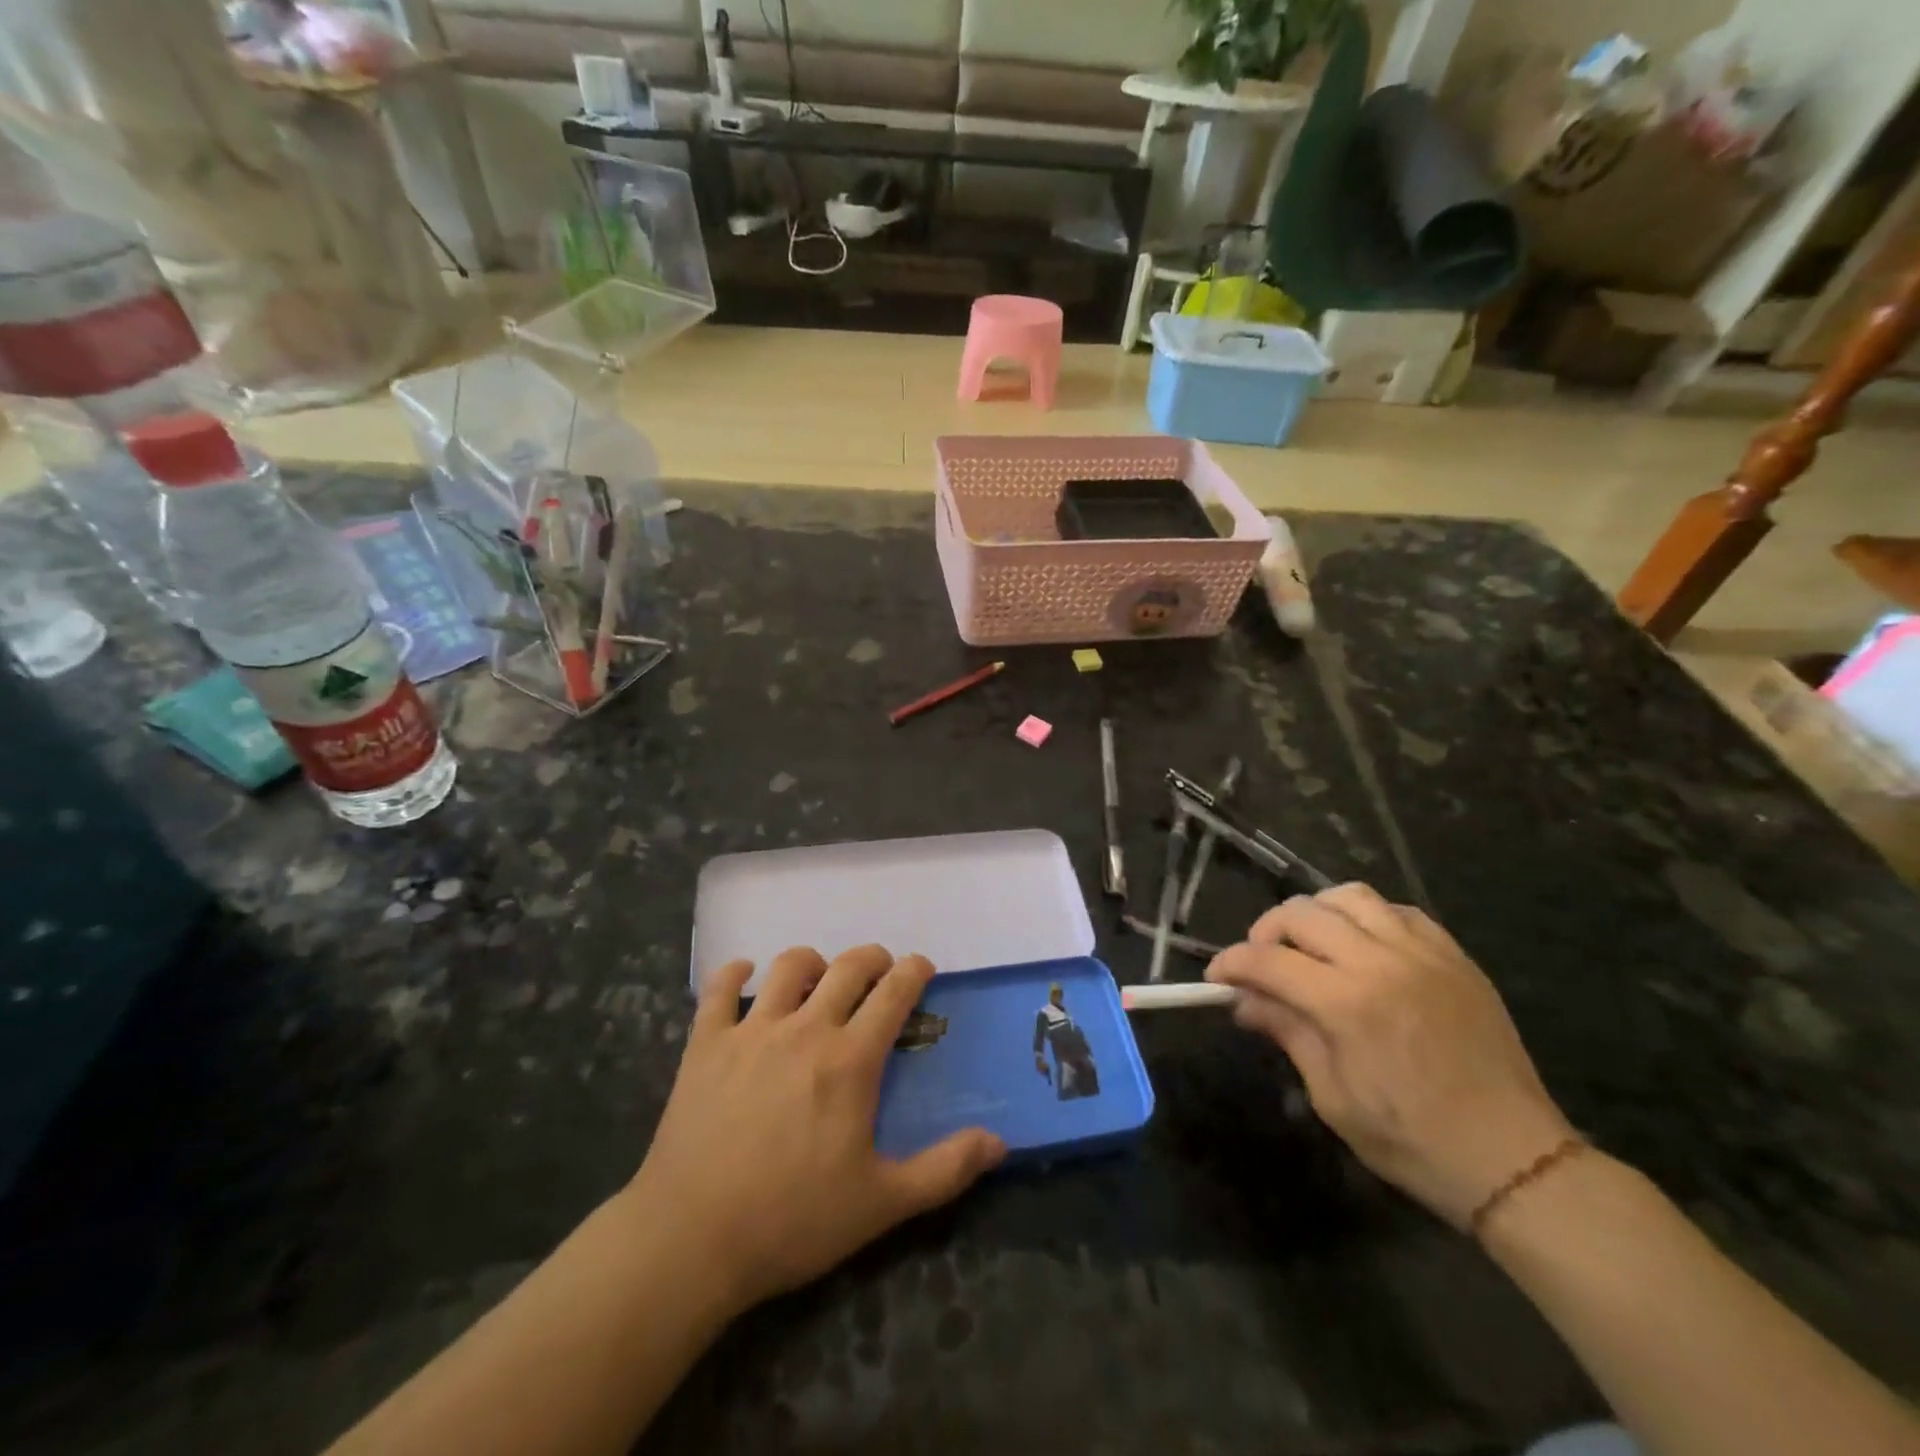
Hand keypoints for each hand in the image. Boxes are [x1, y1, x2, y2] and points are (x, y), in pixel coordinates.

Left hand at [626, 946, 1005, 1315]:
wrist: (691, 1240)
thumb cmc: (792, 1220)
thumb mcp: (881, 1203)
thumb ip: (945, 1169)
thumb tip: (1000, 1143)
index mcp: (850, 1060)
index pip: (893, 993)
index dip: (913, 971)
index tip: (922, 967)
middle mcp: (805, 1029)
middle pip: (846, 966)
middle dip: (871, 958)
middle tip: (879, 971)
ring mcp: (751, 1031)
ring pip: (787, 966)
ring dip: (811, 962)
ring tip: (817, 977)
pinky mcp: (705, 1044)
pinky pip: (719, 989)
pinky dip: (733, 973)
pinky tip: (744, 976)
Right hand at [1207, 883, 1573, 1228]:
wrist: (1515, 1160)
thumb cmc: (1413, 1140)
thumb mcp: (1332, 1096)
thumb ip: (1287, 1033)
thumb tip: (1244, 1001)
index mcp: (1346, 1003)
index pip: (1267, 960)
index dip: (1231, 964)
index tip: (1217, 978)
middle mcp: (1381, 962)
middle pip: (1301, 914)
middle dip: (1265, 932)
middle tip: (1260, 963)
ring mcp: (1423, 953)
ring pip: (1349, 897)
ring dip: (1315, 913)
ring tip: (1309, 943)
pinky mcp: (1454, 957)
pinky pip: (1399, 911)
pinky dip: (1367, 918)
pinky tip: (1362, 946)